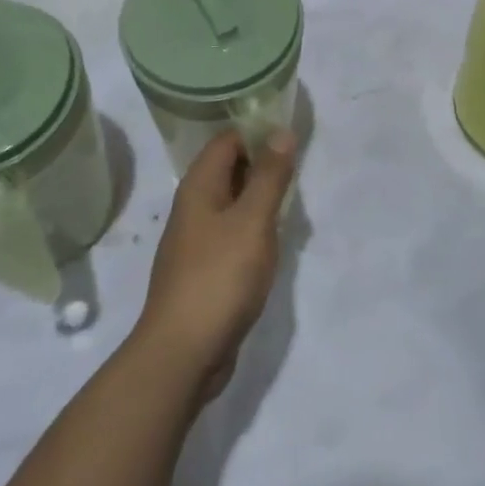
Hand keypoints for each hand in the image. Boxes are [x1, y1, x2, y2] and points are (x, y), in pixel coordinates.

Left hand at [136, 130, 294, 399]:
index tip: (292, 135)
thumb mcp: (253, 221)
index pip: (227, 140)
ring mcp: (196, 241)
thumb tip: (281, 132)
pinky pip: (232, 234)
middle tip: (301, 166)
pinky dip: (254, 229)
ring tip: (294, 200)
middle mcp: (193, 207)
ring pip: (233, 203)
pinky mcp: (205, 270)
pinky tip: (275, 241)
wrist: (183, 353)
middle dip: (263, 164)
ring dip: (261, 198)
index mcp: (199, 187)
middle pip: (229, 169)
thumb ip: (269, 176)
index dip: (257, 132)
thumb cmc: (219, 277)